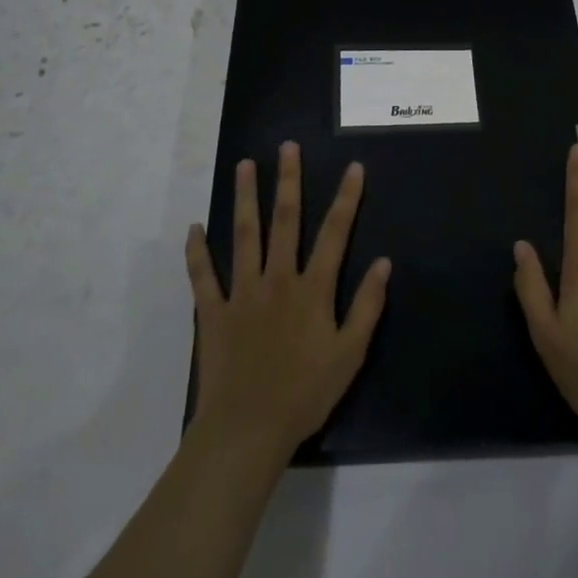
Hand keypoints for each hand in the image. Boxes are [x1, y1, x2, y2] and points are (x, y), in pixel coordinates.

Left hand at [186, 142, 391, 465]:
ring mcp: (241, 293)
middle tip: (287, 147)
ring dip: (244, 198)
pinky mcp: (213, 312)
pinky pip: (202, 276)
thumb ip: (367, 306)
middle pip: (284, 221)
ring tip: (244, 166)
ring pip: (243, 236)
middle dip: (287, 181)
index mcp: (312, 289)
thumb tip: (383, 263)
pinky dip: (196, 252)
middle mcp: (277, 279)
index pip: (334, 233)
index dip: (346, 198)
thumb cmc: (305, 393)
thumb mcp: (350, 354)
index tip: (353, 167)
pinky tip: (194, 228)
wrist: (246, 430)